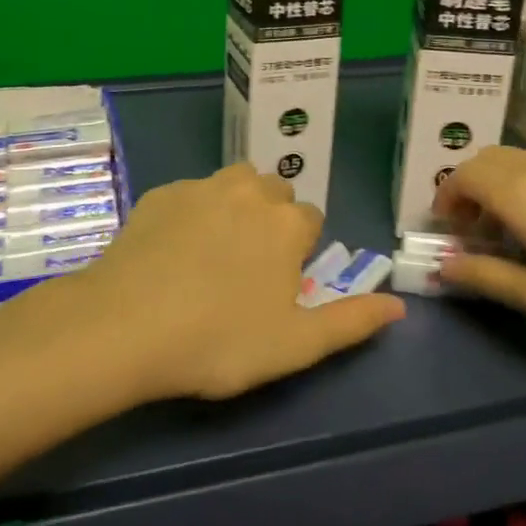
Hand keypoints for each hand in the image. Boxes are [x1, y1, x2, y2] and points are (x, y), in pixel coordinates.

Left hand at [61, 163, 403, 400]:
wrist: (125, 326)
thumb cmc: (220, 340)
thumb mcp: (295, 344)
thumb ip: (351, 321)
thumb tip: (399, 306)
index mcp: (287, 223)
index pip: (311, 219)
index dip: (300, 249)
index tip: (279, 283)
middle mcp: (250, 191)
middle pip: (274, 192)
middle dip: (271, 218)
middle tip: (247, 267)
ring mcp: (201, 186)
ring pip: (233, 182)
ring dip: (235, 204)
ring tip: (214, 249)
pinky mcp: (161, 192)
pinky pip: (190, 193)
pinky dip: (192, 211)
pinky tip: (171, 250)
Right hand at [433, 147, 525, 347]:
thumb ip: (487, 276)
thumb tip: (442, 265)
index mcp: (522, 192)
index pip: (464, 174)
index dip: (446, 197)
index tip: (447, 228)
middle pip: (491, 159)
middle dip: (471, 187)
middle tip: (476, 228)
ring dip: (505, 184)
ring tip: (518, 228)